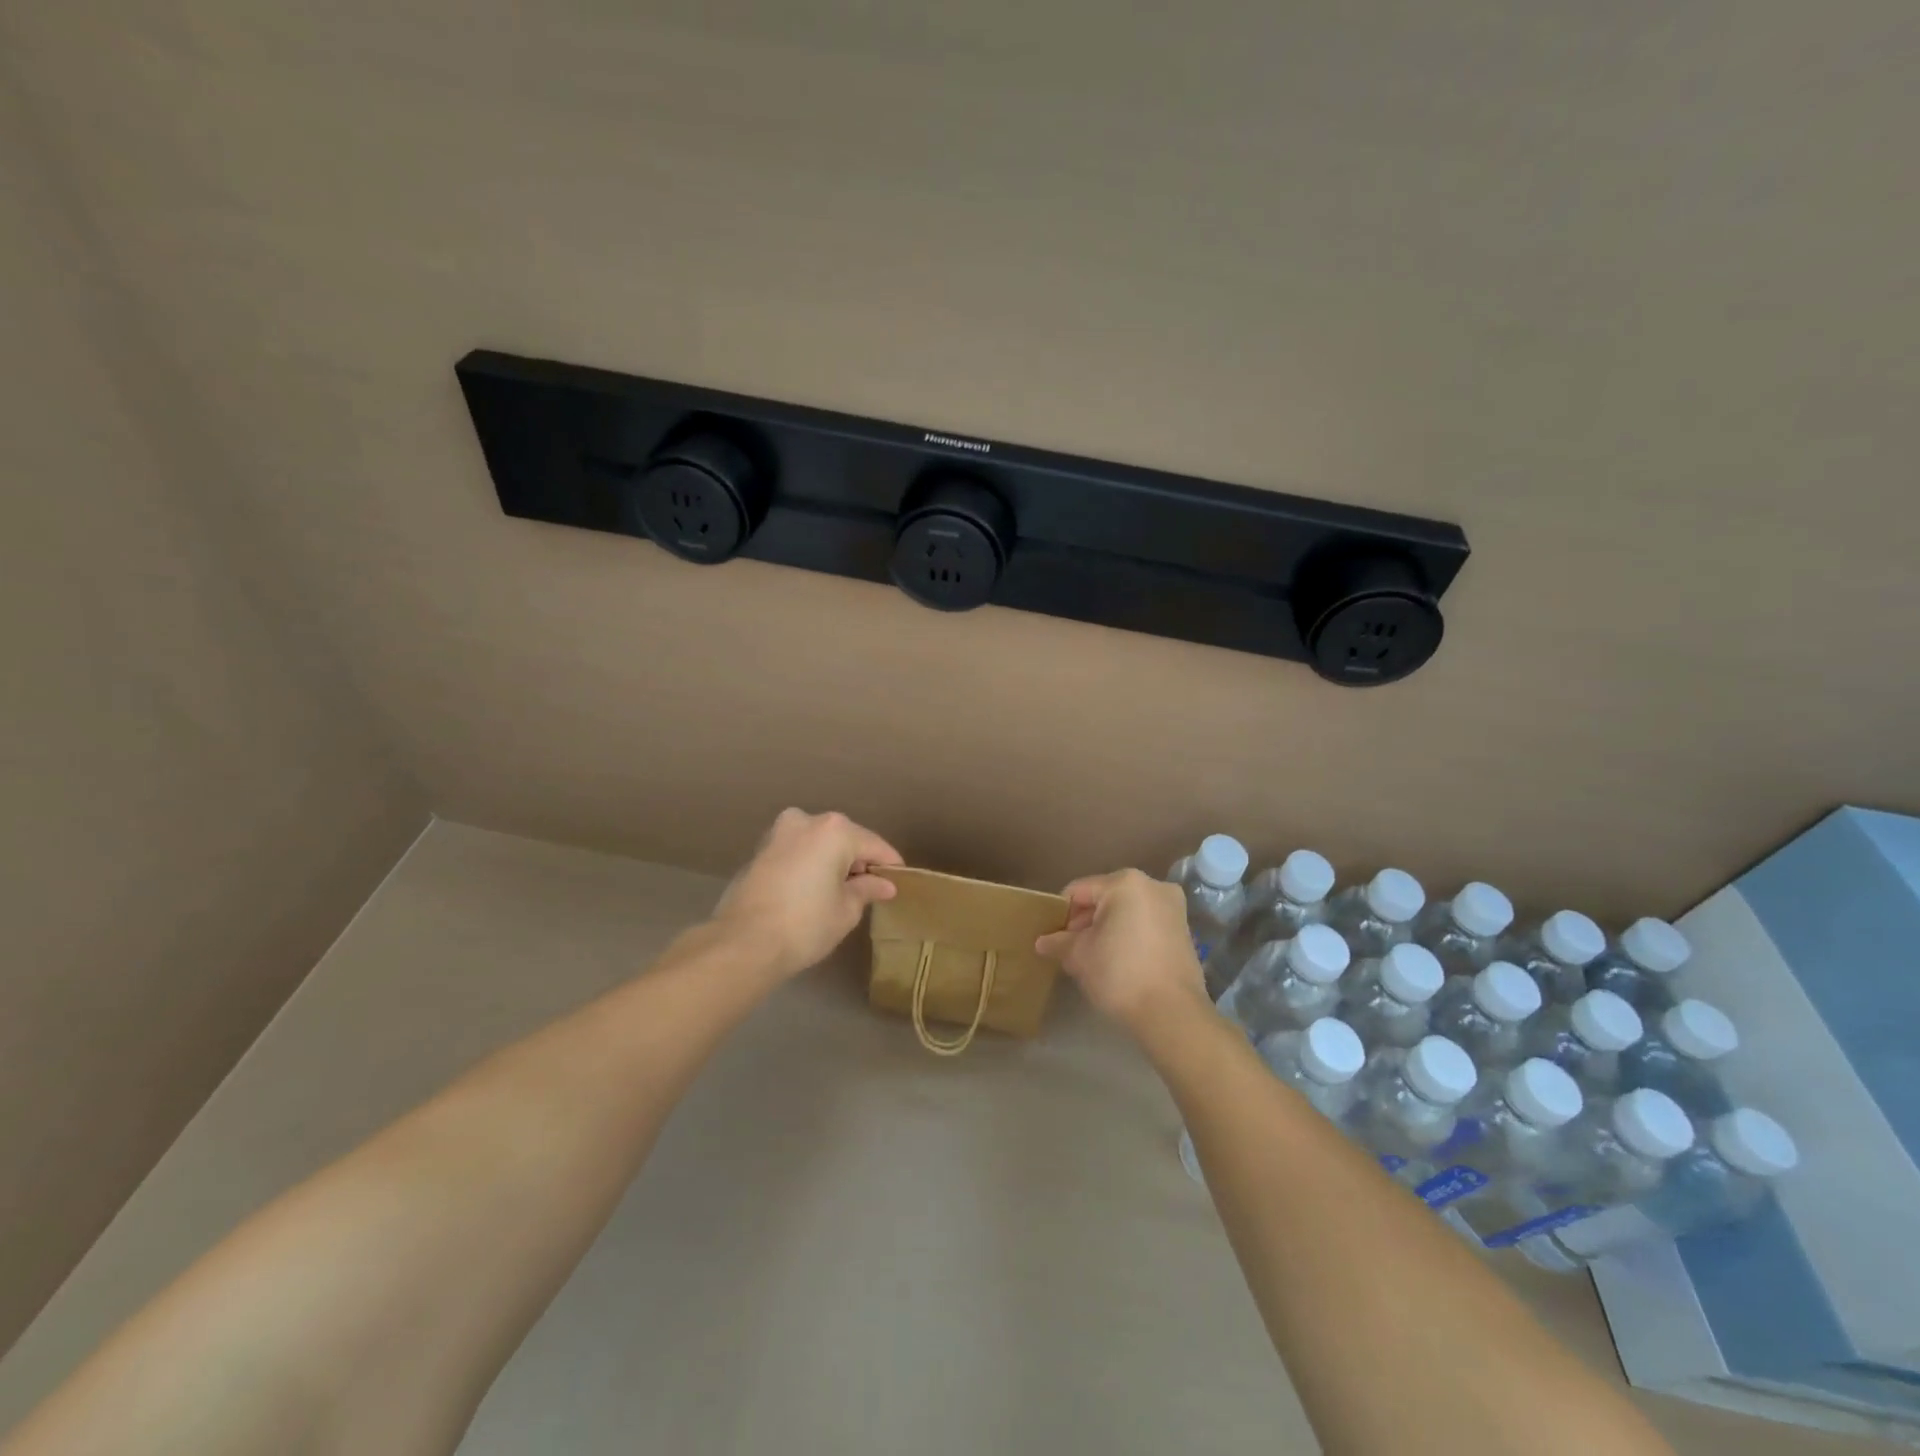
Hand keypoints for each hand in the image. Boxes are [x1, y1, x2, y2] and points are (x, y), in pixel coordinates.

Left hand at [712, 809, 903, 977]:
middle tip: (869, 890)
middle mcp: (806, 821)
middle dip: (857, 861)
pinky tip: (812, 891)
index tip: (899, 882)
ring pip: (817, 843)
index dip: (889, 865)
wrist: (743, 943)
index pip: (874, 845)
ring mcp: (778, 833)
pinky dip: (808, 865)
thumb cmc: (805, 924)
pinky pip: (796, 852)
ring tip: (840, 892)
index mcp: (834, 830)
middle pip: (844, 839)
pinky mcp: (760, 850)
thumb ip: (867, 889)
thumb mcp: (846, 910)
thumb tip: (883, 884)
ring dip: (831, 862)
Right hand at [1034, 869, 1208, 1036]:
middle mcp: (1153, 885)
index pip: (1079, 891)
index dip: (1061, 913)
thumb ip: (1058, 942)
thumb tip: (1042, 942)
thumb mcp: (1079, 956)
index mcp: (1125, 882)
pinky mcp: (1184, 931)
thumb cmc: (1120, 974)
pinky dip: (1129, 936)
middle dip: (1085, 922)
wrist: (1172, 1014)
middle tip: (1070, 949)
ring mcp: (1173, 908)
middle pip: (1105, 898)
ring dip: (1107, 929)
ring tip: (1092, 957)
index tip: (1052, 937)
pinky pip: (1145, 925)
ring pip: (1126, 911)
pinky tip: (1118, 961)